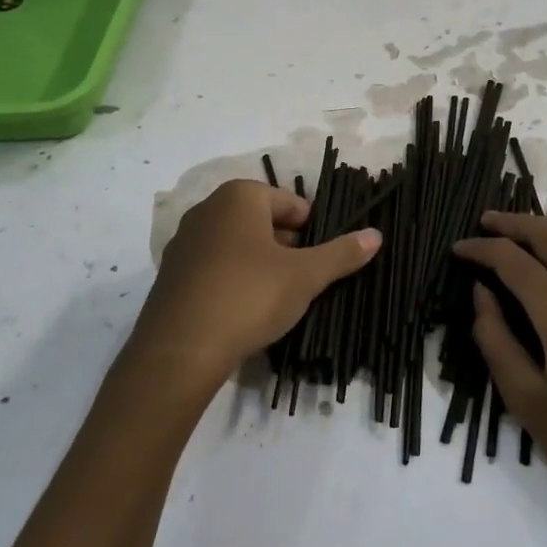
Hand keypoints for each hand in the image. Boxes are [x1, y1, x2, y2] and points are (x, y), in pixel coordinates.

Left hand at [133, 179, 380, 394]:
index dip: (313, 229)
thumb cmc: (249, 296)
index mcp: (239, 196)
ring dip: (261, 264)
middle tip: (305, 279)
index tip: (323, 259)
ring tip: (278, 298)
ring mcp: (184, 242)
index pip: (290, 203)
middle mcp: (207, 209)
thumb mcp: (304, 276)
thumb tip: (376, 234)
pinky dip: (233, 280)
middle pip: (262, 221)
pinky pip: (214, 267)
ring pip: (237, 245)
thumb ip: (341, 253)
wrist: (179, 350)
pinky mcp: (171, 274)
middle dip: (287, 246)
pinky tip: (245, 310)